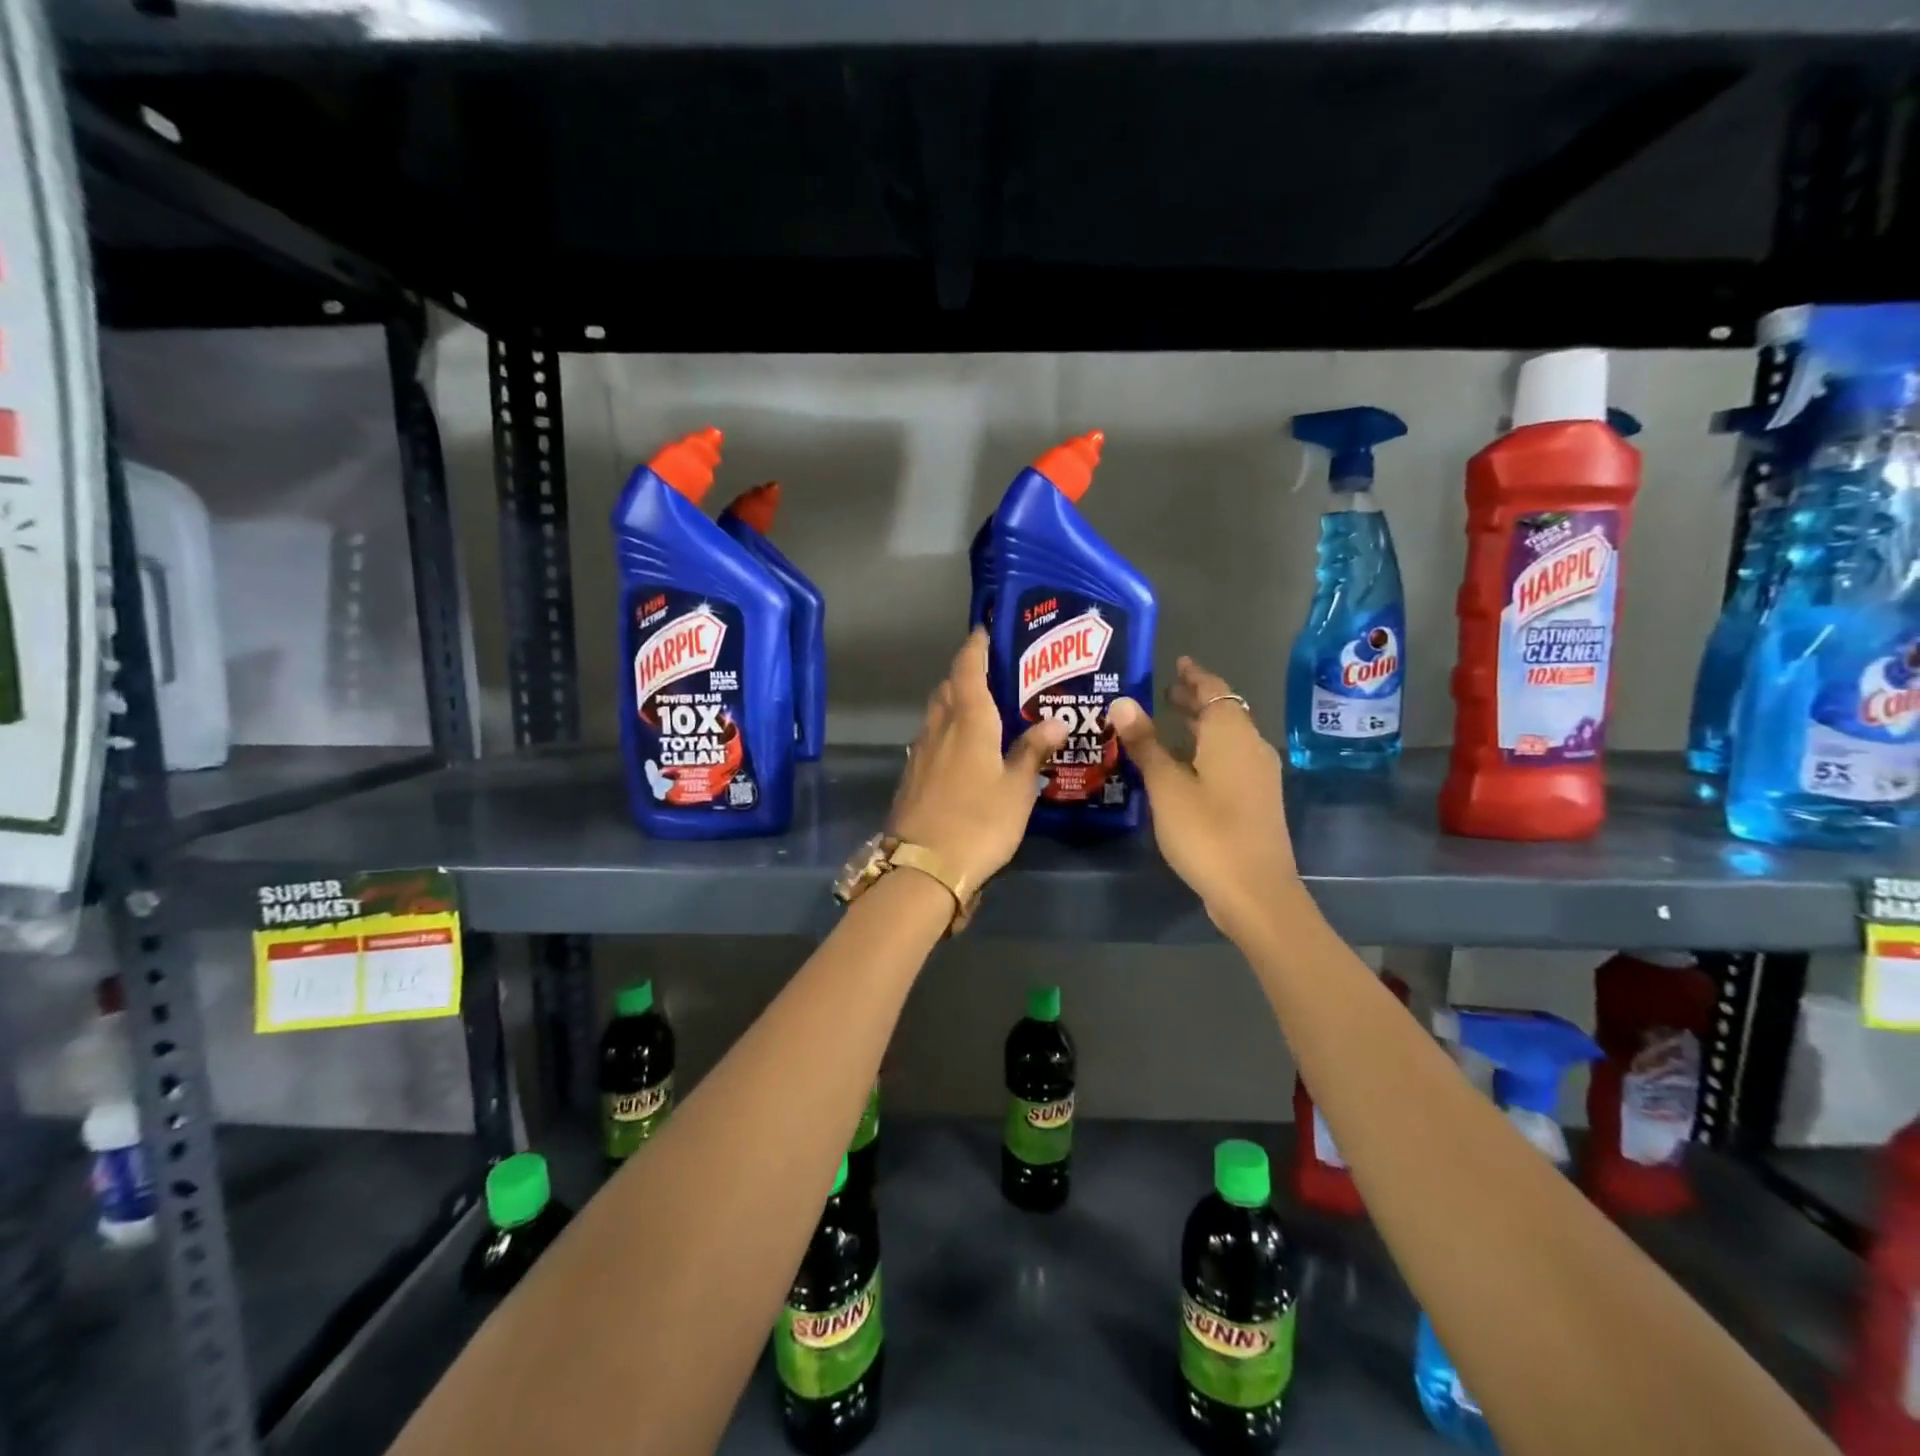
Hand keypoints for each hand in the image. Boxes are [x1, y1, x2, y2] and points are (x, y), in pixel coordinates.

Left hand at [887, 630, 1069, 892]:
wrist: (923, 867)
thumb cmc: (979, 822)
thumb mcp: (1017, 789)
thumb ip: (1032, 751)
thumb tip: (1055, 721)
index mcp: (969, 721)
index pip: (968, 669)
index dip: (976, 646)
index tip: (986, 630)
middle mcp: (939, 727)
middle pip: (949, 687)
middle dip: (967, 673)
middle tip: (994, 672)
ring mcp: (921, 752)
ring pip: (937, 712)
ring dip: (955, 701)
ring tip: (982, 707)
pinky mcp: (912, 775)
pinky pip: (931, 738)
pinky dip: (946, 729)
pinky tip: (961, 748)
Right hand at [1106, 657, 1296, 940]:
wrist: (1255, 892)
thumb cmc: (1207, 833)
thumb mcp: (1166, 786)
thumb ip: (1146, 743)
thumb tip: (1122, 702)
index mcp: (1231, 735)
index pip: (1214, 689)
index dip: (1194, 675)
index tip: (1177, 662)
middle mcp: (1251, 747)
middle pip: (1224, 711)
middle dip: (1196, 699)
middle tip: (1164, 690)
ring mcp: (1259, 775)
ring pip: (1228, 737)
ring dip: (1201, 726)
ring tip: (1168, 722)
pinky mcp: (1257, 800)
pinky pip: (1230, 758)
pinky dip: (1207, 750)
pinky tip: (1185, 766)